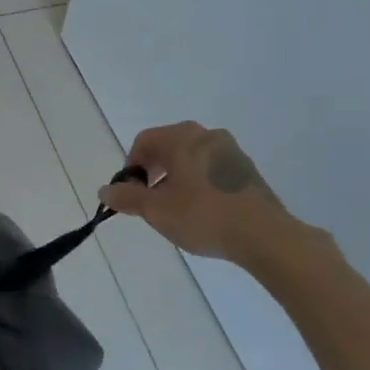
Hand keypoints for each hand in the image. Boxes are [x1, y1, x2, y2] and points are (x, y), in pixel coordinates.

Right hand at [98, 121, 301, 262]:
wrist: (264, 235)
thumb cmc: (203, 216)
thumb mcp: (157, 210)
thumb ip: (127, 197)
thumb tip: (106, 190)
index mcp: (182, 137)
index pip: (144, 141)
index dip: (131, 166)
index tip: (131, 193)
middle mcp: (206, 135)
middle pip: (168, 146)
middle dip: (153, 171)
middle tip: (151, 201)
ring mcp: (230, 151)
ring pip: (191, 157)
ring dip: (176, 177)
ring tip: (176, 208)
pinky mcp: (246, 170)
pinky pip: (211, 168)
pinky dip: (198, 182)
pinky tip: (202, 210)